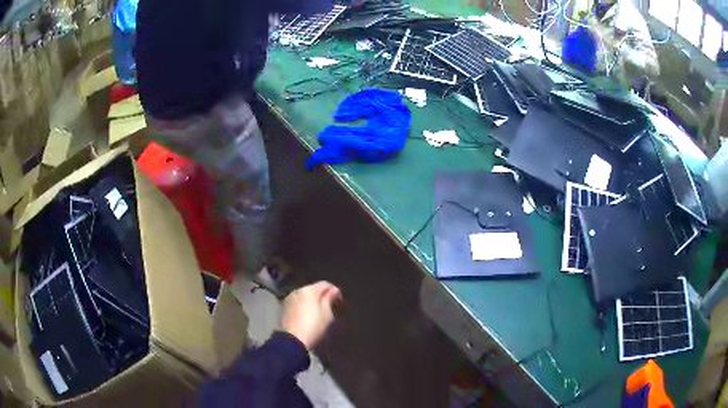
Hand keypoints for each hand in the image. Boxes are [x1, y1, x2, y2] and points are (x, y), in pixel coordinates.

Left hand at [281, 281, 341, 349]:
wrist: (293, 340)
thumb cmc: (313, 326)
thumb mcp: (327, 314)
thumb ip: (330, 299)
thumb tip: (334, 290)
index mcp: (309, 290)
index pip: (325, 284)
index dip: (334, 291)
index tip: (340, 301)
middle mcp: (298, 291)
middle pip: (313, 289)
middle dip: (322, 295)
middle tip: (330, 306)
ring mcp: (289, 299)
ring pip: (305, 296)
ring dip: (313, 301)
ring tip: (320, 312)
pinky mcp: (285, 307)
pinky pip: (298, 302)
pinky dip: (305, 306)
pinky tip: (309, 315)